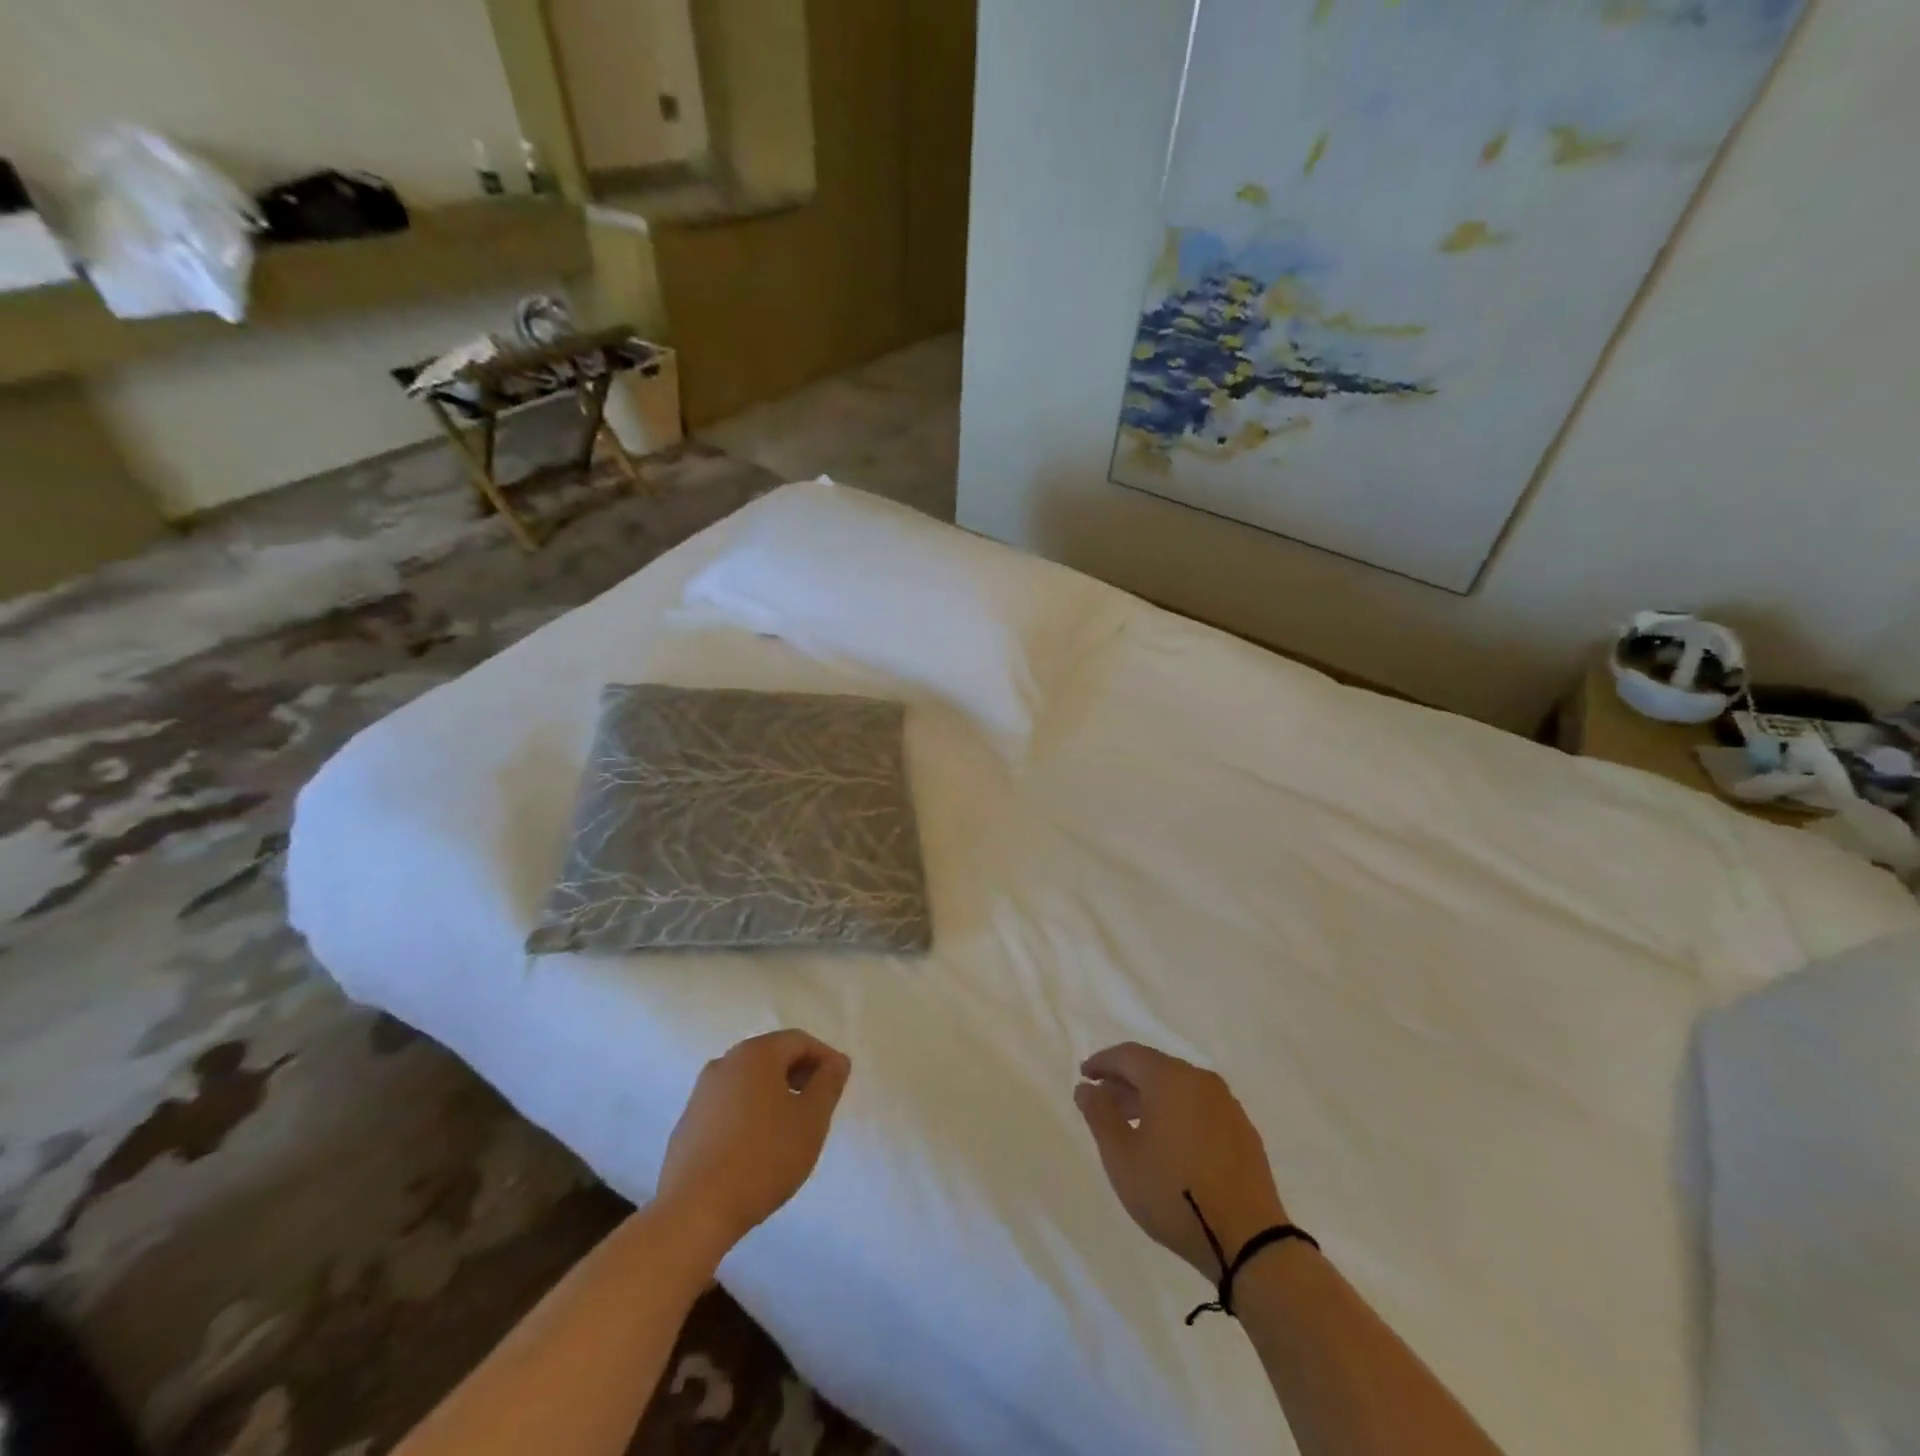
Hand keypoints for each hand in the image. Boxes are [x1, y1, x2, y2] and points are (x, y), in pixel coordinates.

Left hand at [657, 1031, 851, 1252]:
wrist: (694, 1211)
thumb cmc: (763, 1157)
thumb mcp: (811, 1120)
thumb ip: (828, 1084)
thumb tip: (836, 1062)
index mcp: (756, 1054)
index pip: (799, 1041)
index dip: (824, 1059)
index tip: (838, 1086)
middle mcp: (725, 1062)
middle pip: (771, 1057)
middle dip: (799, 1075)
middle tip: (818, 1106)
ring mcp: (701, 1093)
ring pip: (748, 1082)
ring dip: (774, 1095)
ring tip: (789, 1130)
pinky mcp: (688, 1124)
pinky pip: (728, 1106)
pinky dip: (749, 1114)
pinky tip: (756, 1148)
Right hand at [1075, 1043, 1289, 1278]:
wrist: (1248, 1240)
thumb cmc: (1173, 1193)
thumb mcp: (1122, 1157)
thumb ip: (1100, 1115)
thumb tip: (1087, 1087)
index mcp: (1170, 1078)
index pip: (1129, 1055)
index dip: (1103, 1062)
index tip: (1085, 1076)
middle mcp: (1200, 1081)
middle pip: (1155, 1068)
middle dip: (1126, 1081)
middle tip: (1103, 1102)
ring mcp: (1226, 1105)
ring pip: (1180, 1088)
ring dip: (1151, 1098)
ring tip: (1132, 1125)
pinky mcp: (1243, 1131)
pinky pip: (1200, 1107)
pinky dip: (1177, 1113)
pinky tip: (1169, 1142)